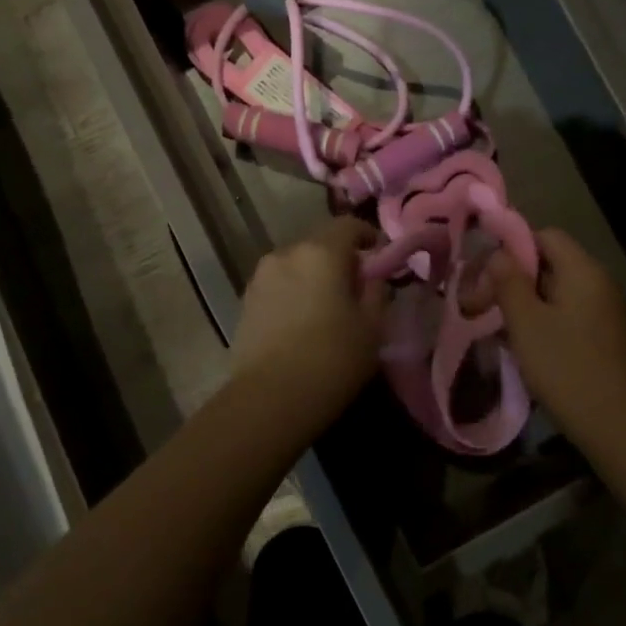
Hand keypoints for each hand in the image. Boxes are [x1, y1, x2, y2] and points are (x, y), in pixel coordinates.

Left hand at [228, 216, 385, 429]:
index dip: (368, 237)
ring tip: (326, 309)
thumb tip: (372, 277)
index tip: (380, 259)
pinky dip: (294, 293)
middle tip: (356, 289)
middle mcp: (287, 253)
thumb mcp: (373, 327)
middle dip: (340, 259)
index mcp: (321, 252)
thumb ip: (377, 291)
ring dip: (314, 277)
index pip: (349, 225)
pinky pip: (279, 285)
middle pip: (320, 244)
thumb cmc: (332, 359)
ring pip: (297, 265)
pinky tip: (301, 323)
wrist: (269, 400)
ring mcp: (260, 276)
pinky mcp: (245, 301)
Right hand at [485, 228, 625, 437]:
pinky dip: (547, 323)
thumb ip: (508, 281)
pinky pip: (572, 316)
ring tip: (500, 329)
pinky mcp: (610, 339)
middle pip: (552, 264)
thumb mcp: (526, 322)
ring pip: (560, 293)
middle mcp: (601, 283)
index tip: (485, 274)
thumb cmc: (566, 367)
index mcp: (583, 270)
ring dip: (528, 305)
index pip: (545, 236)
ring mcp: (609, 313)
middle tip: (484, 305)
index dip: (512, 247)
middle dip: (515, 280)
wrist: (618, 424)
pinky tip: (528, 348)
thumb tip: (498, 254)